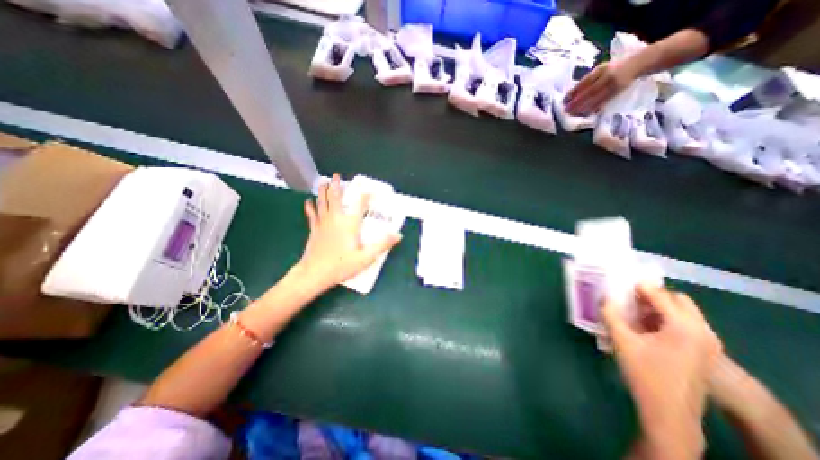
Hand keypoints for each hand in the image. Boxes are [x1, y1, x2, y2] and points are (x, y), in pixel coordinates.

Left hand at [291, 173, 402, 290]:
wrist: (314, 274)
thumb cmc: (341, 265)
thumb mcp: (366, 257)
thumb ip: (382, 244)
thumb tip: (398, 235)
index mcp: (350, 224)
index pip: (360, 205)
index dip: (365, 196)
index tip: (369, 190)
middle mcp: (336, 219)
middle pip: (336, 198)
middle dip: (337, 186)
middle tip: (336, 175)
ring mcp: (323, 223)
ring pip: (323, 203)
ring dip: (323, 191)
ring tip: (323, 181)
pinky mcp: (314, 230)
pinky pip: (312, 215)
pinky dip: (311, 207)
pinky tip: (308, 202)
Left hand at [567, 60, 635, 114]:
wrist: (640, 62)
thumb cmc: (616, 67)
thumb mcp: (602, 68)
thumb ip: (590, 79)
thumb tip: (573, 94)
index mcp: (601, 69)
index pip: (585, 82)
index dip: (574, 92)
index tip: (564, 100)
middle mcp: (607, 76)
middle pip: (589, 91)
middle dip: (576, 102)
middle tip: (566, 110)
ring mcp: (613, 84)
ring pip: (596, 98)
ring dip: (583, 107)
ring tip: (573, 113)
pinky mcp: (618, 91)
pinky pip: (604, 101)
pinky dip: (594, 108)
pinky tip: (585, 113)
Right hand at [601, 287, 722, 458]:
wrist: (670, 413)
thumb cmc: (645, 373)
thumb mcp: (622, 341)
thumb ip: (610, 314)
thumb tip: (603, 297)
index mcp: (684, 327)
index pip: (661, 296)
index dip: (640, 287)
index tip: (621, 281)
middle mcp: (703, 332)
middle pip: (679, 301)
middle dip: (653, 295)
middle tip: (629, 297)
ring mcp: (708, 344)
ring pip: (683, 313)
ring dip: (659, 307)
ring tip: (634, 310)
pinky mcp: (704, 353)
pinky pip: (685, 325)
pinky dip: (665, 319)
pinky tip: (645, 326)